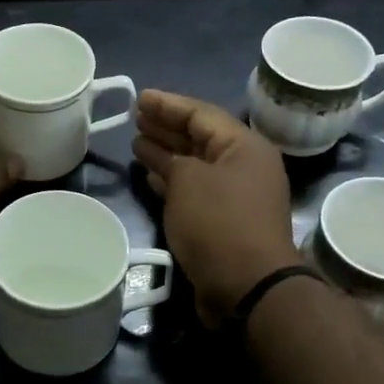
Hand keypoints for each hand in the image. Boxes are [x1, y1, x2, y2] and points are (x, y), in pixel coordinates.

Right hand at [132, 90, 302, 325]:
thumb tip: (161, 157)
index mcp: (244, 147)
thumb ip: (171, 161)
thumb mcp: (189, 180)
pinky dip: (173, 182)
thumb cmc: (218, 223)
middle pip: (200, 138)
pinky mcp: (225, 222)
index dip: (168, 104)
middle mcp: (244, 167)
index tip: (139, 98)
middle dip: (167, 127)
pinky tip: (151, 177)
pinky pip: (195, 190)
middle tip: (135, 117)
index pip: (202, 114)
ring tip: (137, 143)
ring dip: (167, 154)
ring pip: (196, 165)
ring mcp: (236, 196)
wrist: (248, 285)